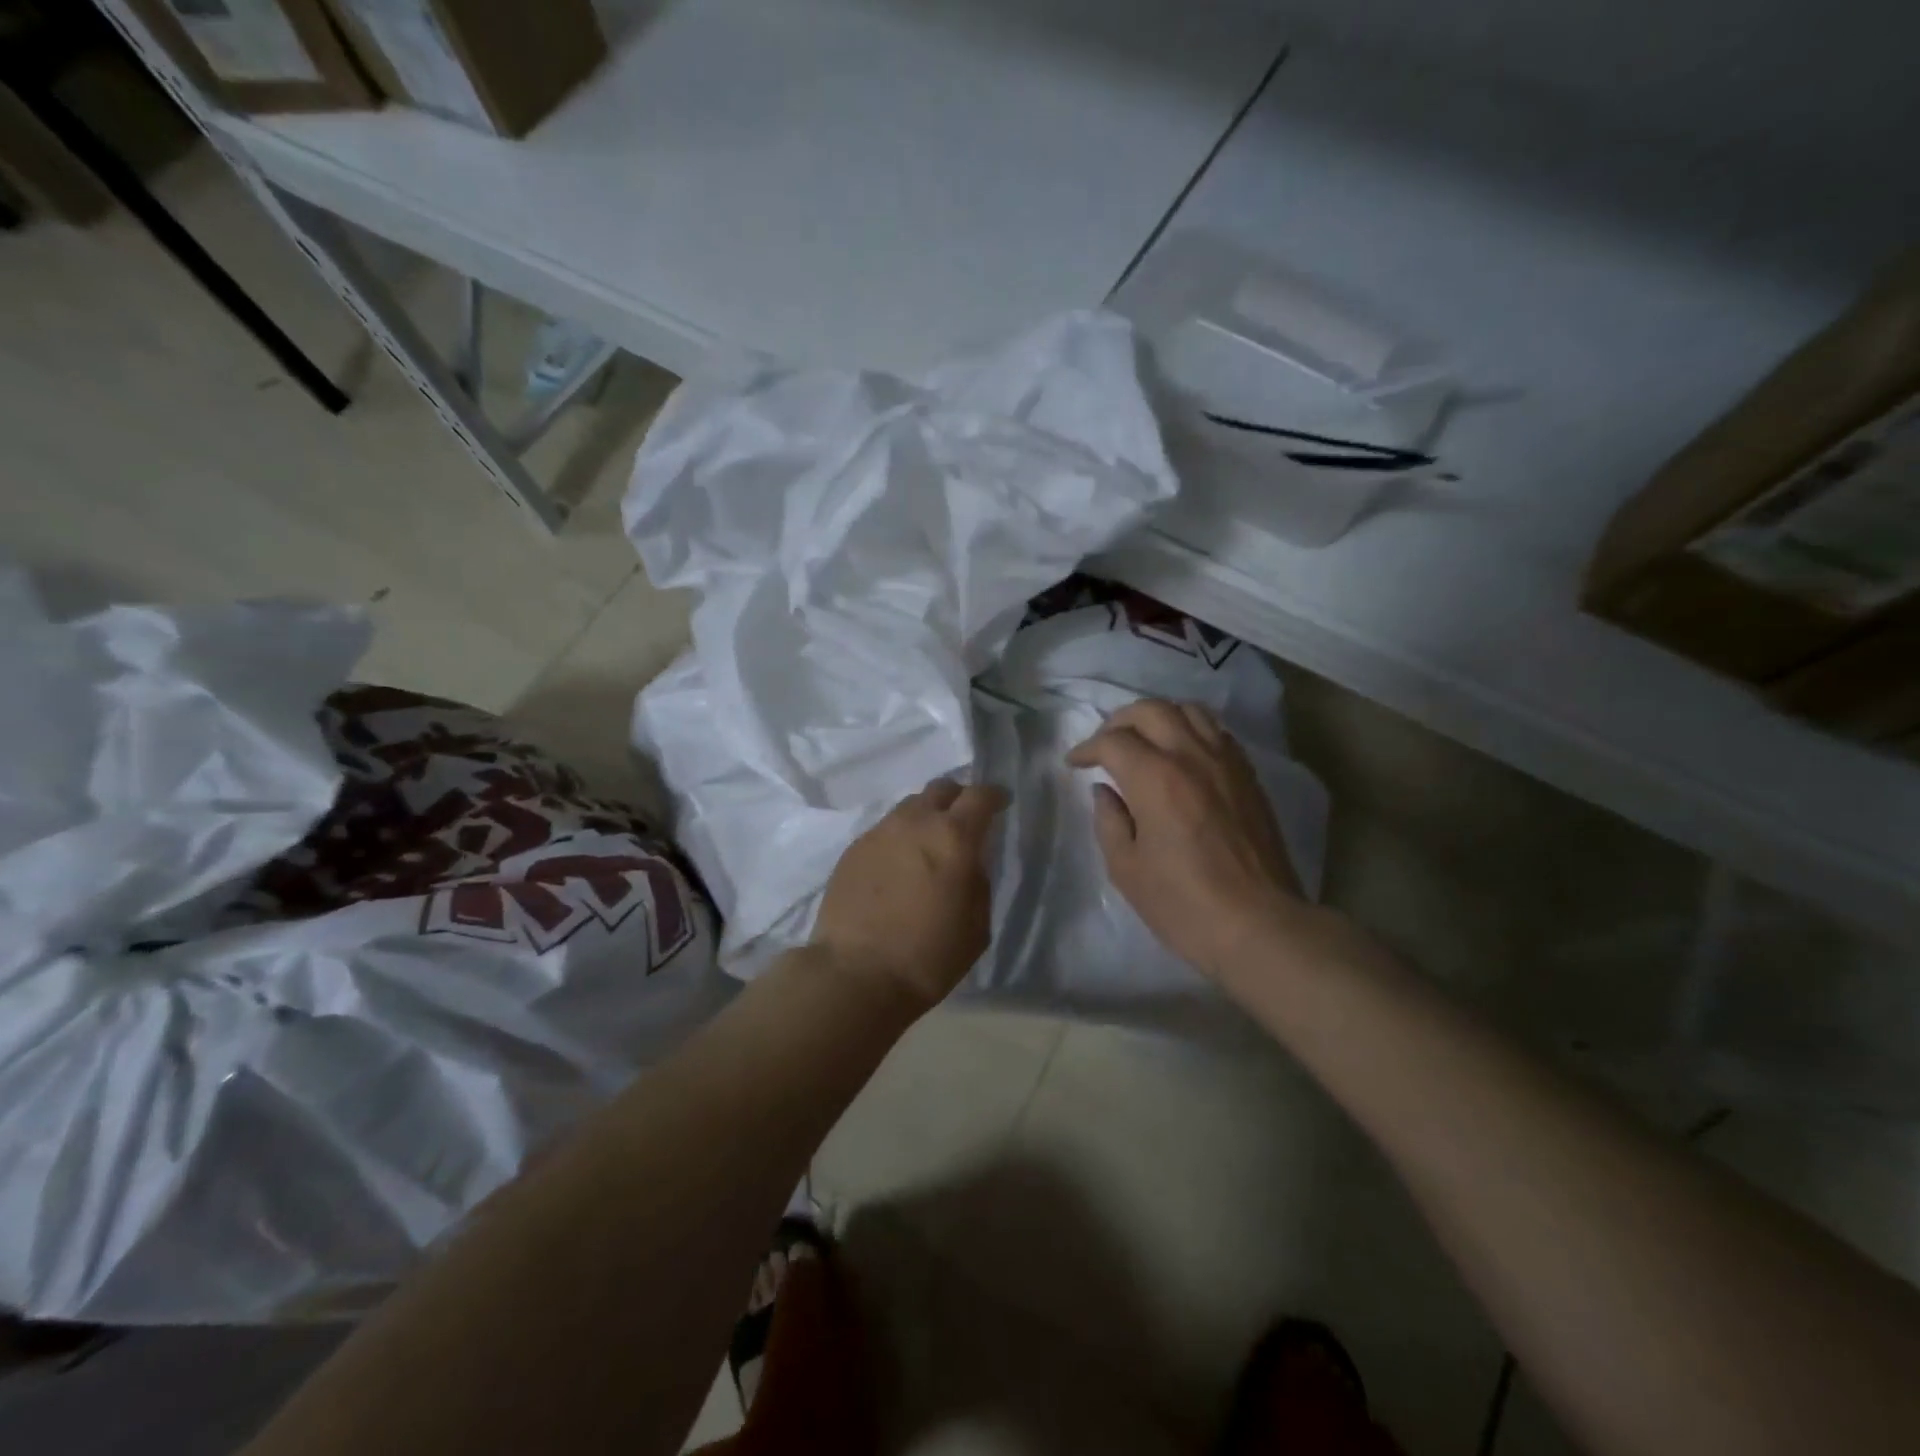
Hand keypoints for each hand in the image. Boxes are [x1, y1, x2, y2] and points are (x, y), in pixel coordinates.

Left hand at [812, 779, 1009, 1011]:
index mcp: (953, 837)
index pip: (980, 796)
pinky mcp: (853, 849)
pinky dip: (899, 839)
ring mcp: (879, 832)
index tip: (1001, 804)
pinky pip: (884, 830)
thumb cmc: (929, 956)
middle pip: (941, 789)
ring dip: (925, 818)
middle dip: (958, 799)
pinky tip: (898, 866)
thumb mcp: (977, 925)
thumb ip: (979, 881)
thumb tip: (971, 862)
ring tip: (927, 845)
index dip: (995, 796)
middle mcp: (915, 822)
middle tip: (963, 822)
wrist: (856, 975)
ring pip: (910, 807)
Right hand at [1067, 700, 1314, 980]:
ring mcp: (1226, 762)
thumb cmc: (1183, 904)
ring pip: (1189, 711)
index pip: (1113, 741)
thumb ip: (1109, 821)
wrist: (1259, 925)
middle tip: (1104, 744)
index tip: (1075, 763)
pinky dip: (1191, 730)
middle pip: (1151, 710)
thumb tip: (1105, 792)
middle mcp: (1191, 756)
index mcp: (1155, 778)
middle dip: (1119, 721)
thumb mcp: (1127, 869)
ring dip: (1158, 717)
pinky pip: (1217, 732)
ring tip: (1144, 740)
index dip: (1087, 748)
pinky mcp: (1249, 776)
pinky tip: (1182, 754)